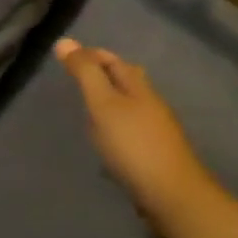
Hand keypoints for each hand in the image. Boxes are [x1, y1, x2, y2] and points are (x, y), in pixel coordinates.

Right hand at [55, 38, 208, 216]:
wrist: (172, 196)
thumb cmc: (133, 145)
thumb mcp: (103, 104)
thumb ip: (85, 73)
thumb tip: (64, 41)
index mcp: (138, 86)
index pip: (112, 60)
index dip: (91, 55)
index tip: (67, 57)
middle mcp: (150, 103)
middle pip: (125, 80)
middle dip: (102, 75)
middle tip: (76, 80)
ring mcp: (156, 130)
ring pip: (129, 106)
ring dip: (109, 103)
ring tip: (86, 110)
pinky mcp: (155, 155)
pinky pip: (131, 131)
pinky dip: (115, 128)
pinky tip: (105, 142)